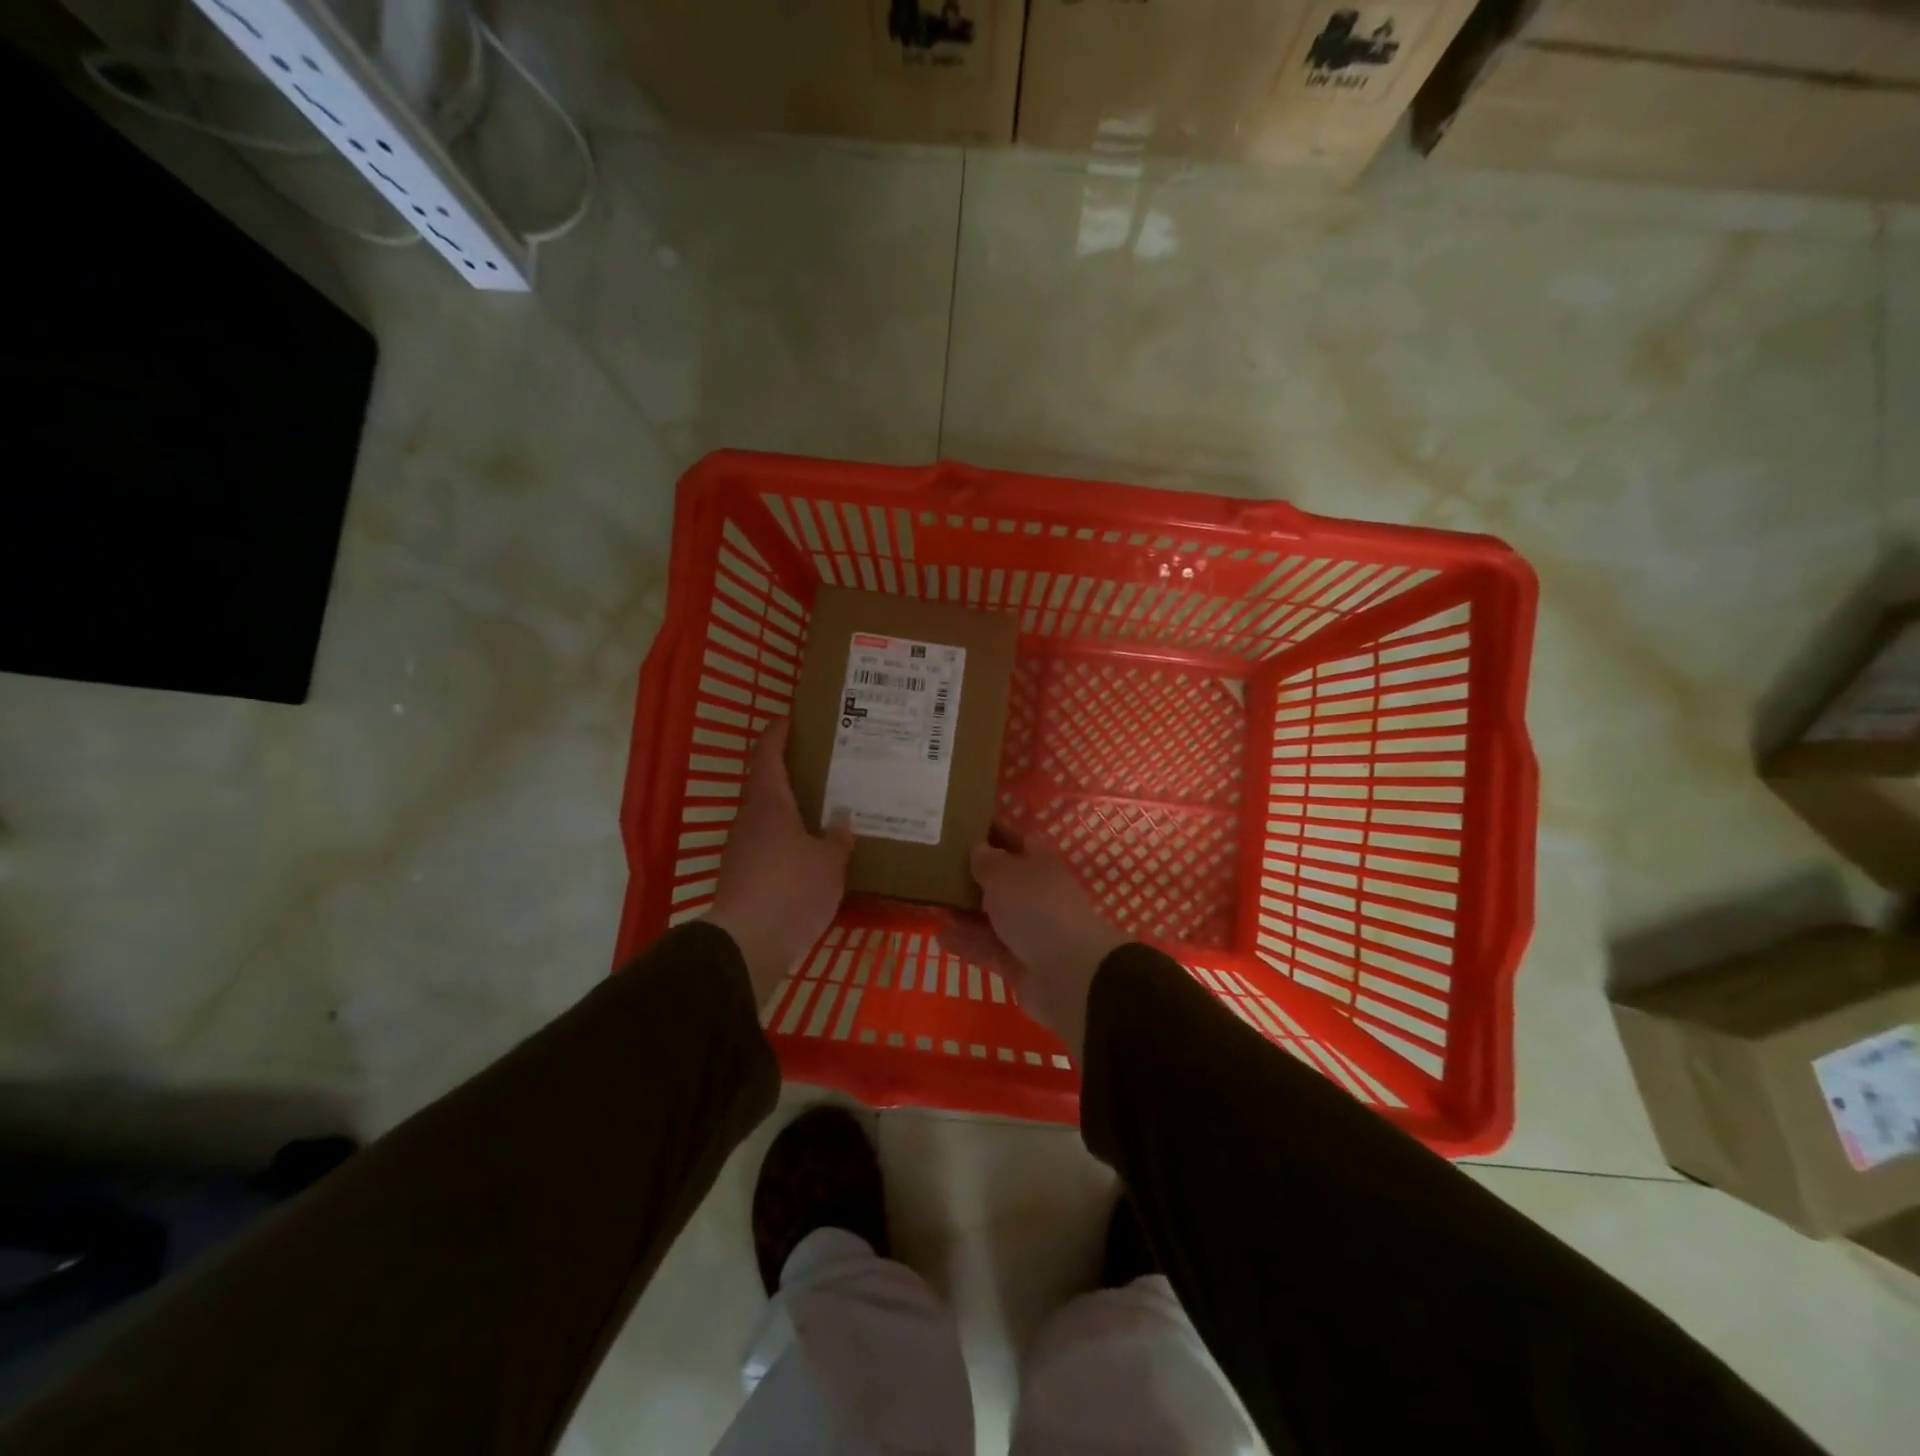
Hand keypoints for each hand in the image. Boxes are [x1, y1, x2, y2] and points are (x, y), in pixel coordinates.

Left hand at [706, 720, 853, 1004]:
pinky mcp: (742, 878)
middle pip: (766, 787)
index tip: (789, 718)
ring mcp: (742, 850)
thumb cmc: (791, 888)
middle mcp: (750, 820)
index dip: (777, 733)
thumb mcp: (828, 862)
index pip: (768, 755)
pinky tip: (811, 856)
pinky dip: (788, 842)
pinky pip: (768, 848)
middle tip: (824, 771)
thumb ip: (836, 838)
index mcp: (769, 803)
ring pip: (768, 819)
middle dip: (791, 775)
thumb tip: (841, 820)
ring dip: (791, 812)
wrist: (747, 944)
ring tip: (824, 814)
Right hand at [939, 825, 1127, 1062]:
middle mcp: (1033, 893)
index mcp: (1038, 863)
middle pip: (999, 879)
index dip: (990, 831)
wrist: (1069, 973)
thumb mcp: (1004, 874)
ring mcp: (1026, 929)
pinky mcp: (1017, 961)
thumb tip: (977, 846)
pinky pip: (986, 947)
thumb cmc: (1036, 908)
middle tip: (932, 865)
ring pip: (989, 915)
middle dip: (969, 873)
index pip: (1013, 839)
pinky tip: (939, 935)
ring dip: (963, 910)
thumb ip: (986, 860)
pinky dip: (965, 942)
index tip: (958, 824)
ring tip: (930, 901)